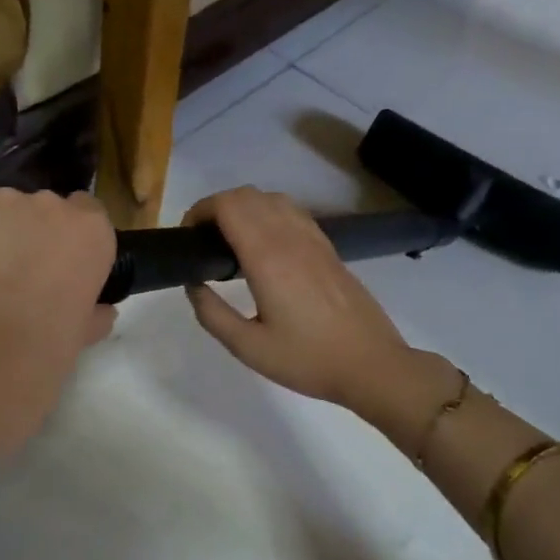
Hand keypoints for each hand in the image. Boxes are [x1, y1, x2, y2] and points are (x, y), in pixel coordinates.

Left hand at [0, 188, 116, 469]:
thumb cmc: (44, 350)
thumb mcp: (82, 335)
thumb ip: (94, 313)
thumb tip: (100, 311)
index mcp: (92, 233)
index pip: (88, 212)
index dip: (69, 238)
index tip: (57, 264)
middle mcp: (53, 205)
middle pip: (43, 209)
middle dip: (31, 235)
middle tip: (16, 277)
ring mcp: (5, 200)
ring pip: (1, 211)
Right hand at [181, 187, 422, 421]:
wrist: (371, 365)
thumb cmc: (307, 360)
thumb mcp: (248, 348)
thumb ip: (212, 314)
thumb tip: (193, 284)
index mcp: (268, 258)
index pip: (228, 206)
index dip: (200, 211)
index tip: (187, 237)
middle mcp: (290, 238)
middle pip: (247, 195)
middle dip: (216, 207)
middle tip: (203, 241)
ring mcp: (314, 239)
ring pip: (271, 198)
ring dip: (244, 207)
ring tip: (230, 241)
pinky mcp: (328, 248)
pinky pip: (292, 212)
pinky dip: (268, 213)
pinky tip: (264, 246)